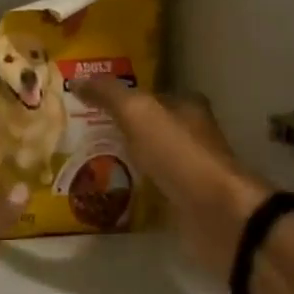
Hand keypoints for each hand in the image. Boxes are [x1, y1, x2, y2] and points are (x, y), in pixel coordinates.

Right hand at [76, 81, 272, 281]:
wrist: (215, 214)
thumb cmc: (179, 155)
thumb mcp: (139, 113)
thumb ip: (109, 95)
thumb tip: (78, 79)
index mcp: (187, 107)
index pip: (150, 95)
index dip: (121, 97)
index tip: (87, 103)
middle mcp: (190, 135)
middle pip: (149, 128)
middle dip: (118, 130)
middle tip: (79, 135)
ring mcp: (188, 171)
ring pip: (148, 159)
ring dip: (123, 161)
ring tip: (84, 164)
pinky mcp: (183, 202)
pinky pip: (149, 190)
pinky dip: (131, 189)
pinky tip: (106, 192)